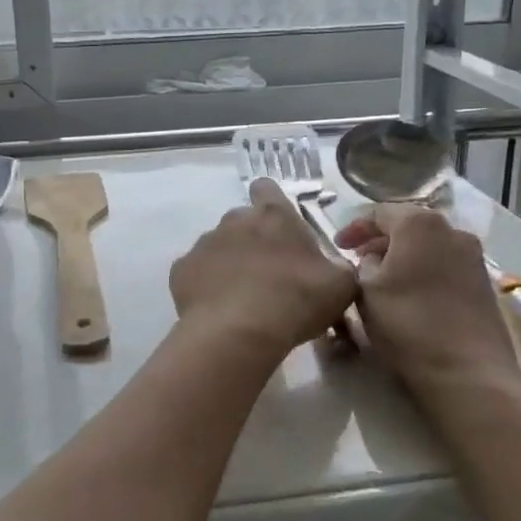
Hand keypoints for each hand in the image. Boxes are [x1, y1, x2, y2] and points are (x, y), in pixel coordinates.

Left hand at [170, 180, 356, 357]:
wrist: (237, 332)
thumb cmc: (295, 300)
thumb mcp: (340, 286)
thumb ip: (339, 269)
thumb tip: (334, 269)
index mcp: (273, 215)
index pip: (267, 188)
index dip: (272, 202)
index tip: (281, 227)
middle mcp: (234, 220)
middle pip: (243, 221)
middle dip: (254, 240)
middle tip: (270, 275)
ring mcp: (204, 243)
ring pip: (218, 246)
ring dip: (230, 263)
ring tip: (243, 298)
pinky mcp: (181, 269)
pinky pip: (196, 272)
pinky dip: (206, 285)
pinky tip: (219, 309)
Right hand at [334, 204, 520, 408]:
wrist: (468, 372)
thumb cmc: (408, 324)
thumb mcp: (367, 291)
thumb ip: (364, 264)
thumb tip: (374, 260)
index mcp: (420, 224)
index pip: (380, 213)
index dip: (354, 228)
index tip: (337, 247)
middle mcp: (452, 230)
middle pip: (408, 226)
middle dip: (380, 241)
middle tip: (357, 260)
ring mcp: (474, 257)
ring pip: (429, 246)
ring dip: (403, 256)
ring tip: (382, 279)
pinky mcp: (484, 283)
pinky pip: (445, 265)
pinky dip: (424, 271)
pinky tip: (411, 294)